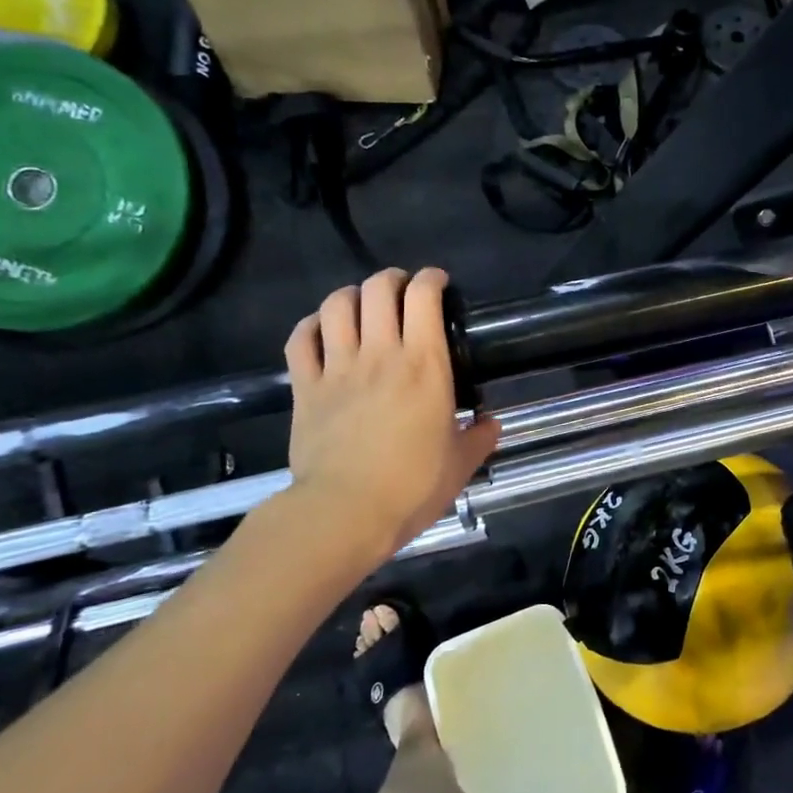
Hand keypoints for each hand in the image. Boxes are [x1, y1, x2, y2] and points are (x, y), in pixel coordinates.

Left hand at [282, 269, 499, 564]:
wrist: (345, 513)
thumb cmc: (412, 486)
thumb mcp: (461, 465)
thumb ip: (479, 438)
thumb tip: (491, 424)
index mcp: (425, 365)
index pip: (424, 298)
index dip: (432, 279)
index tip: (439, 282)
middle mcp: (381, 354)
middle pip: (378, 290)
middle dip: (392, 279)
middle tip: (402, 290)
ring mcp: (337, 368)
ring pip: (337, 305)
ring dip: (352, 295)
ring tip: (362, 303)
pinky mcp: (305, 388)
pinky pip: (300, 340)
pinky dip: (311, 325)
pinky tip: (322, 329)